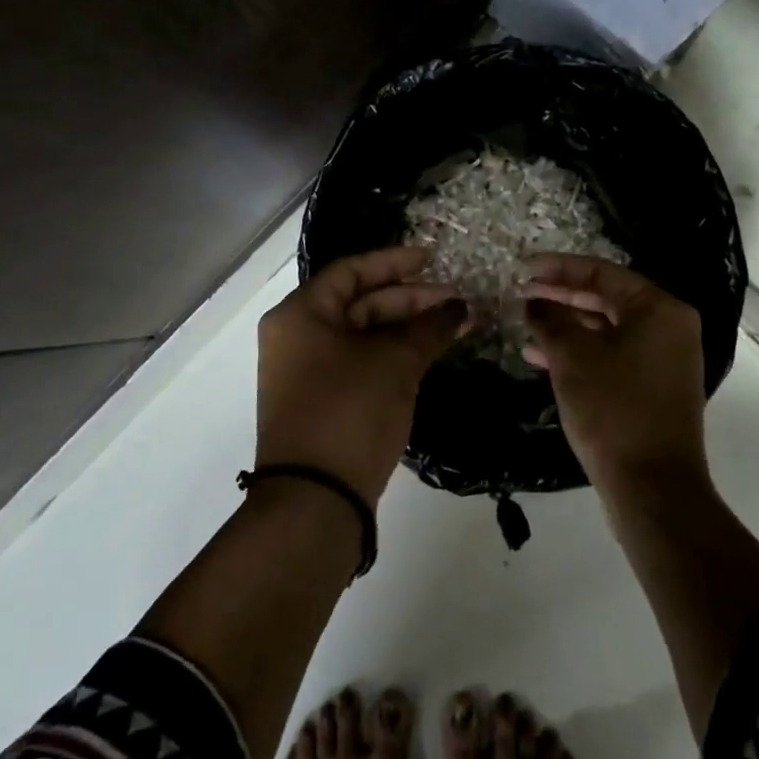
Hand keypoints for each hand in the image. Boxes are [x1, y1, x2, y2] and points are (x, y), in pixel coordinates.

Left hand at [257, 246, 465, 503]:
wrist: (316, 498)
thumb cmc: (349, 411)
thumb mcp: (394, 364)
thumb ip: (429, 329)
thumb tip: (461, 308)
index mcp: (301, 314)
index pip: (351, 272)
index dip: (394, 262)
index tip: (433, 260)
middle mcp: (297, 336)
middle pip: (359, 303)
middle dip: (410, 300)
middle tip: (456, 302)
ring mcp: (308, 372)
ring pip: (364, 336)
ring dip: (408, 330)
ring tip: (455, 326)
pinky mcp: (323, 401)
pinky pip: (362, 363)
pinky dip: (395, 356)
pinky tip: (431, 354)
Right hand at [524, 255, 708, 499]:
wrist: (652, 487)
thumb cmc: (613, 410)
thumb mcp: (572, 358)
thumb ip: (550, 320)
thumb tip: (534, 302)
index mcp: (659, 309)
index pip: (602, 273)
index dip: (558, 268)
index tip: (523, 268)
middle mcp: (669, 327)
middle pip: (606, 299)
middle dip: (561, 297)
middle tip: (522, 293)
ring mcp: (664, 359)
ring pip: (607, 329)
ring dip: (566, 326)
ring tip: (525, 324)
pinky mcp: (654, 387)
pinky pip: (613, 355)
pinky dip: (581, 352)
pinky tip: (542, 358)